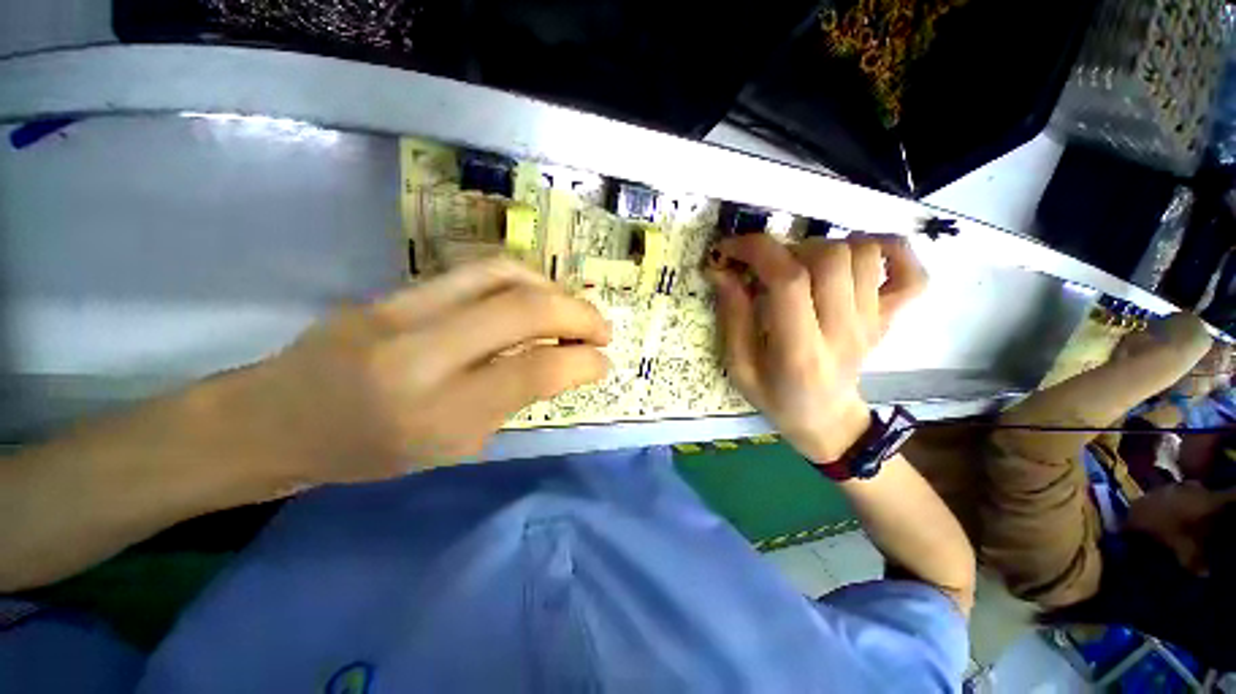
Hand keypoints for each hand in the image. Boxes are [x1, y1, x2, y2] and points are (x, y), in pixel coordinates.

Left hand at [214, 258, 610, 487]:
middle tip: (602, 330)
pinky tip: (535, 296)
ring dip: (554, 290)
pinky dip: (522, 281)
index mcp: (437, 414)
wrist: (278, 419)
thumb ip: (512, 398)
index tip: (604, 362)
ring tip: (572, 310)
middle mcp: (420, 354)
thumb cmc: (369, 452)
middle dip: (579, 314)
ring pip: (503, 275)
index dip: (582, 362)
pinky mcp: (394, 290)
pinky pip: (476, 272)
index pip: (533, 371)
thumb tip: (563, 364)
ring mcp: (401, 310)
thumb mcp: (453, 445)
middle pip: (524, 309)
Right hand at [707, 234, 925, 462]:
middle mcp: (844, 330)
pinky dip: (890, 250)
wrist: (828, 421)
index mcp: (800, 351)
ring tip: (800, 266)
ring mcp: (873, 322)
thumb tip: (721, 271)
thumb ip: (732, 318)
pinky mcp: (890, 318)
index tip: (730, 249)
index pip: (789, 280)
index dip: (757, 251)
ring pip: (864, 254)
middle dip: (787, 248)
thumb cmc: (776, 398)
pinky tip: (857, 256)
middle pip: (830, 257)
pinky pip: (912, 272)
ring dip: (824, 246)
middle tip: (766, 267)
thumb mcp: (740, 367)